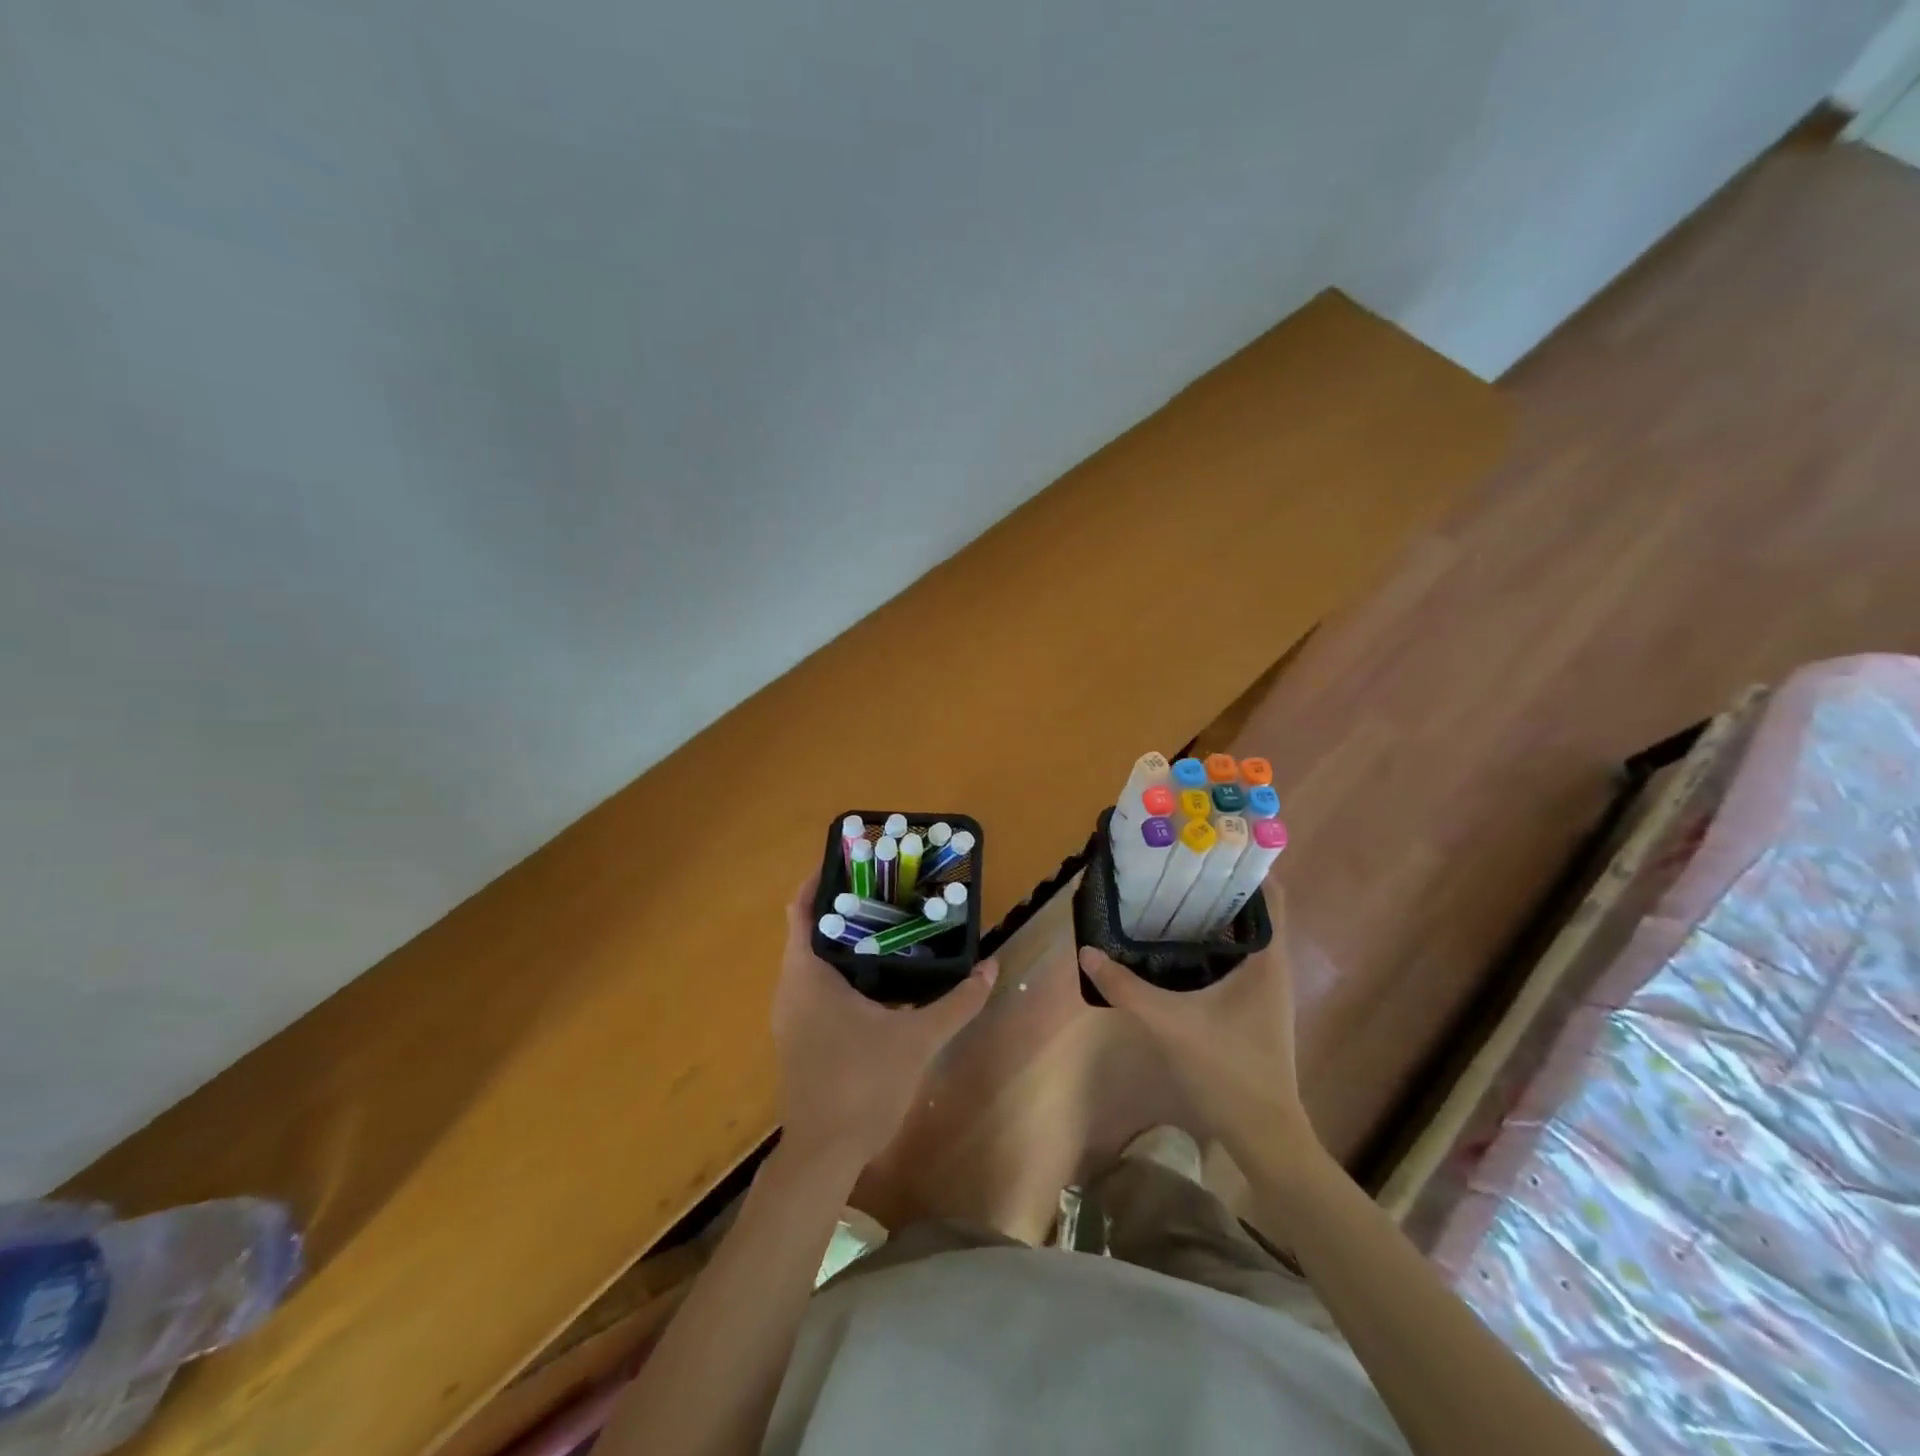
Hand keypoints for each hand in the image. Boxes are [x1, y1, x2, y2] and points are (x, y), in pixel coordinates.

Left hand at [773, 874, 997, 1170]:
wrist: (824, 1156)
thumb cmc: (862, 1084)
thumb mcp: (918, 1038)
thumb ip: (957, 1001)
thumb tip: (991, 966)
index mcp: (806, 975)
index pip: (801, 910)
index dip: (820, 881)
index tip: (853, 862)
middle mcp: (790, 988)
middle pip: (809, 931)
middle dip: (844, 909)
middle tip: (886, 891)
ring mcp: (790, 1015)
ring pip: (812, 961)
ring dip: (843, 942)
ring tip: (888, 925)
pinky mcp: (798, 1037)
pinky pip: (815, 986)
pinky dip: (840, 971)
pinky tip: (878, 979)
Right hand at [1078, 886, 1318, 1165]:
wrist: (1264, 1135)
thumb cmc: (1228, 1070)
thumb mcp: (1169, 1024)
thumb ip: (1126, 987)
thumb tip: (1087, 951)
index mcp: (1267, 960)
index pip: (1270, 896)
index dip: (1245, 865)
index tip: (1208, 844)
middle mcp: (1272, 967)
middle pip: (1251, 911)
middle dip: (1217, 885)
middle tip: (1174, 865)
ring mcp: (1264, 990)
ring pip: (1242, 937)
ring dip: (1212, 916)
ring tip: (1169, 894)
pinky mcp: (1252, 1008)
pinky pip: (1234, 960)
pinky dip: (1210, 944)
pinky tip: (1176, 947)